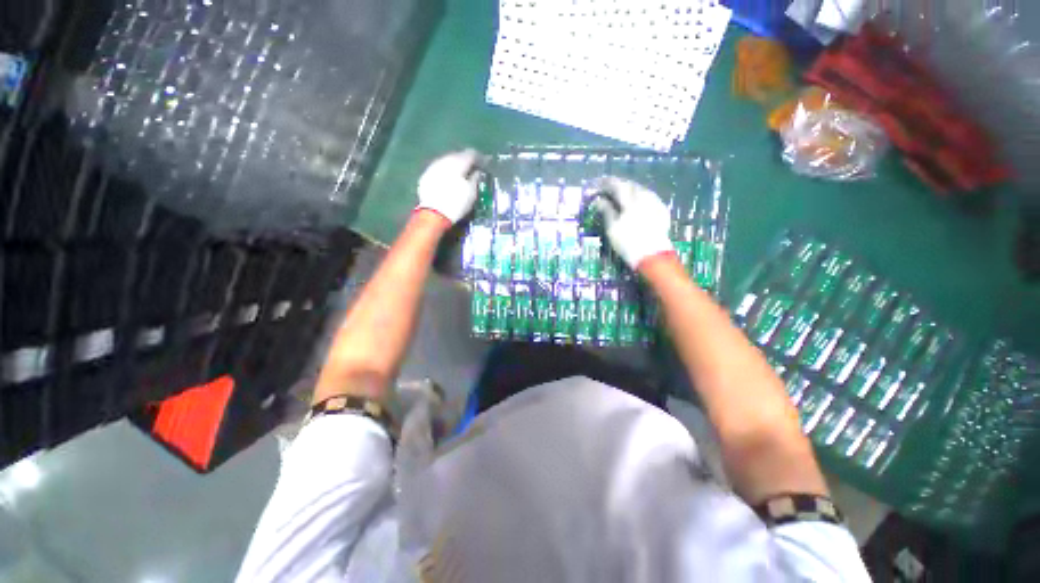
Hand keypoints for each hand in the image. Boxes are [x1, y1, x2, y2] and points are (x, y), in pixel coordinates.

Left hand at [416, 149, 482, 224]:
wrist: (433, 214)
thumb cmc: (457, 203)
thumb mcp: (471, 192)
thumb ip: (475, 178)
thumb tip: (477, 171)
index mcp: (458, 162)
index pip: (471, 154)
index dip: (479, 158)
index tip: (484, 163)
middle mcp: (445, 160)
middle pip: (457, 155)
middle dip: (465, 160)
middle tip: (472, 168)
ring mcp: (433, 166)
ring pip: (447, 161)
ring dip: (454, 165)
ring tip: (460, 174)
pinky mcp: (425, 175)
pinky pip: (438, 169)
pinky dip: (445, 172)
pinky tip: (447, 179)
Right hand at [592, 177, 673, 269]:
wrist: (653, 256)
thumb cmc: (628, 242)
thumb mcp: (612, 228)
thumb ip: (606, 210)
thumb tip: (599, 200)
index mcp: (630, 199)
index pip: (617, 185)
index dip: (605, 183)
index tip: (596, 184)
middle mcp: (644, 196)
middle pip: (630, 185)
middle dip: (618, 185)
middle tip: (607, 189)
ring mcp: (655, 202)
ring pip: (640, 190)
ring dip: (629, 190)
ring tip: (620, 195)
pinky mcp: (662, 210)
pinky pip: (648, 197)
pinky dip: (638, 197)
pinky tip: (635, 203)